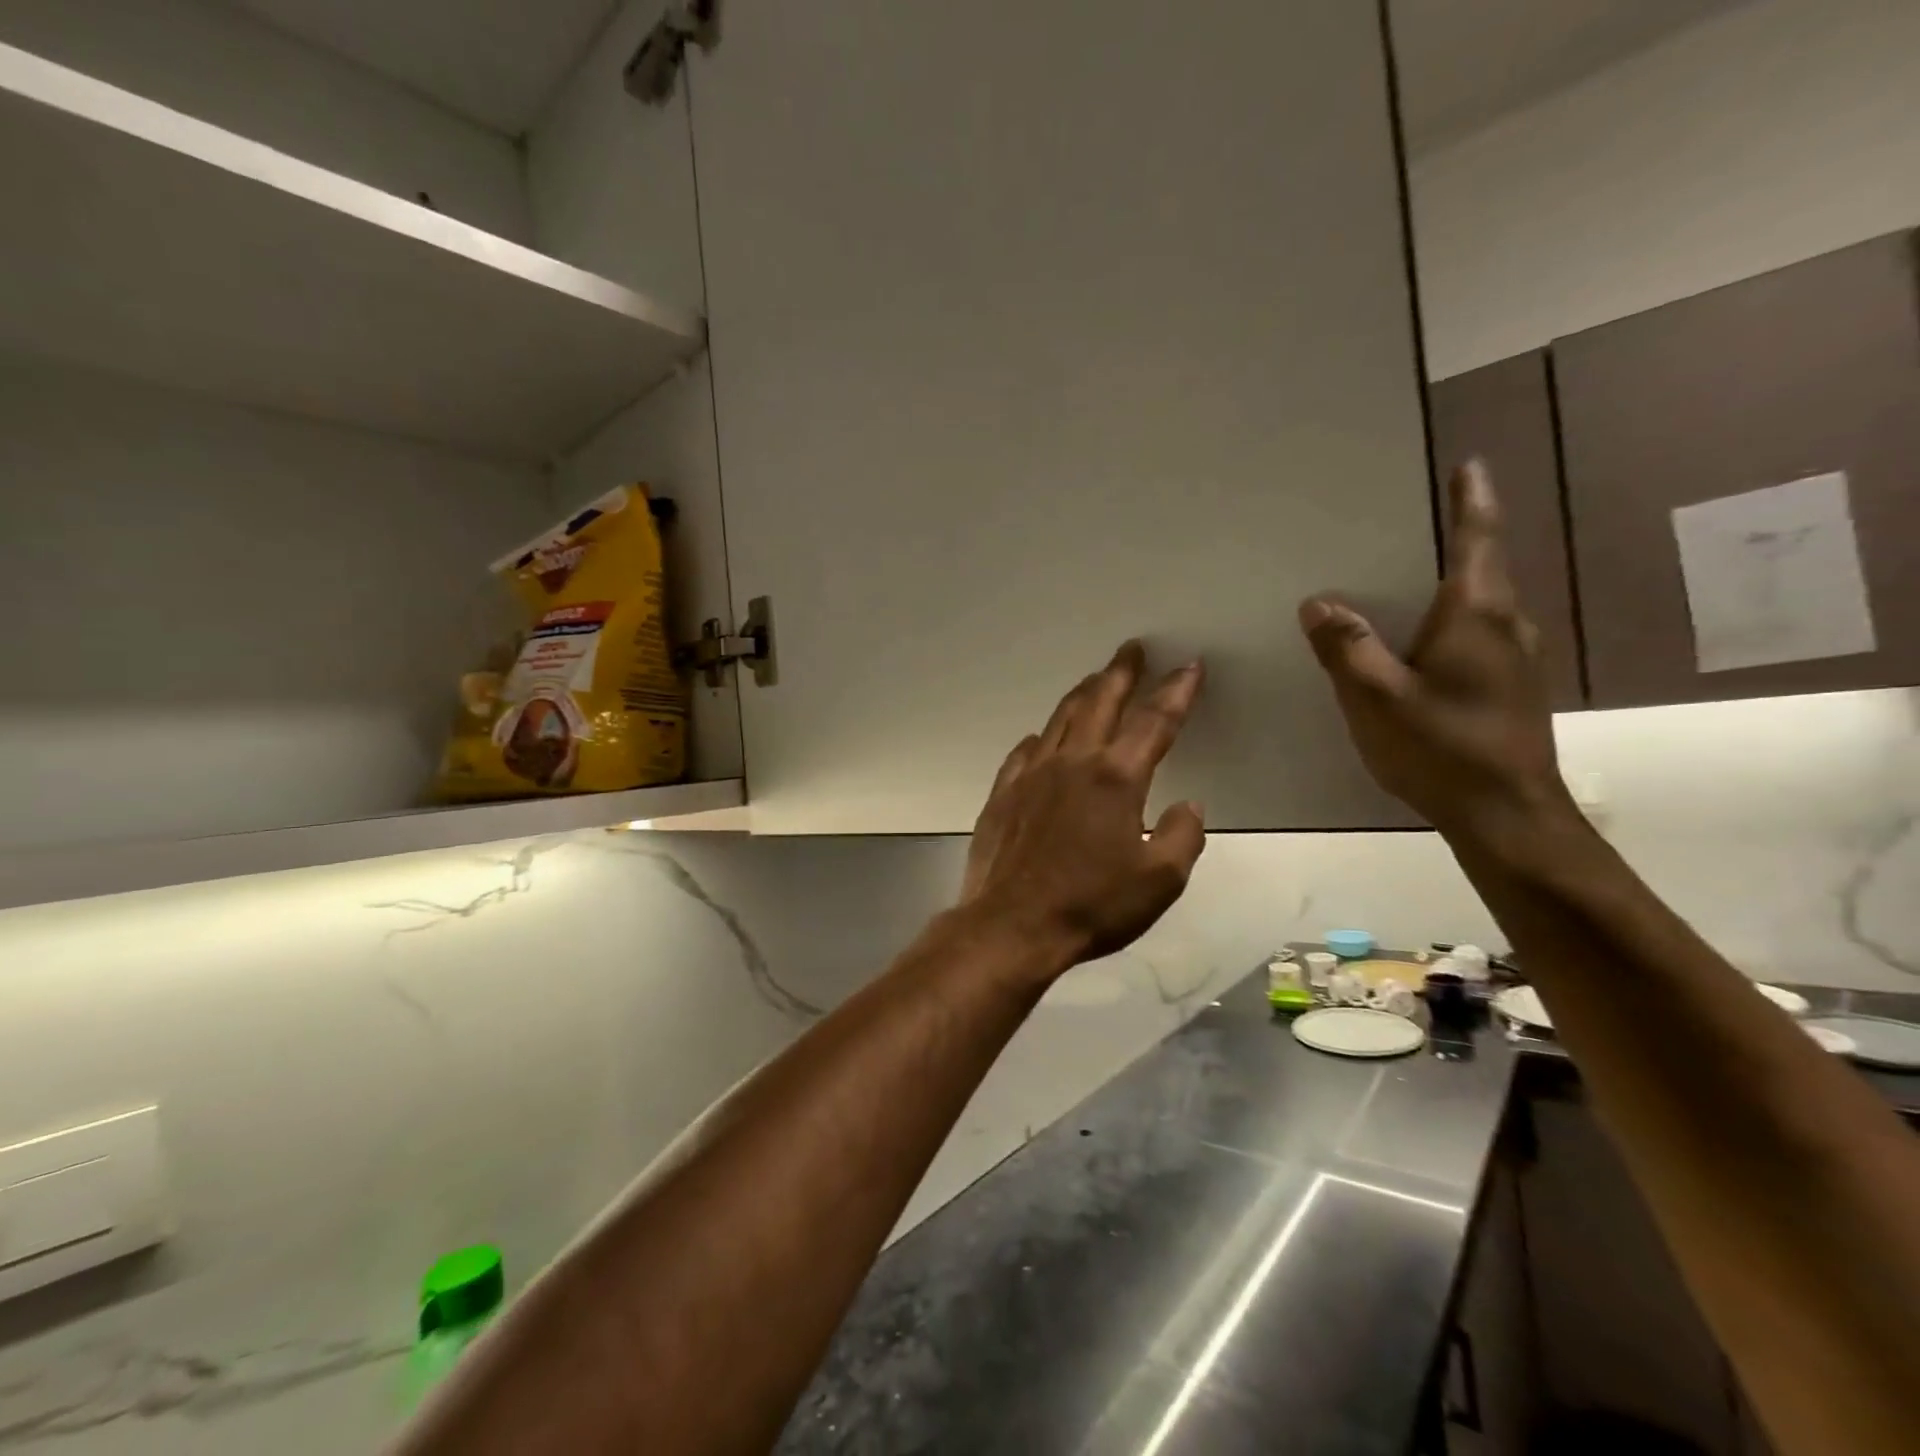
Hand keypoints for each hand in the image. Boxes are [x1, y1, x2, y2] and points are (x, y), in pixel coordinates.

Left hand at [960, 642, 1206, 973]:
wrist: (1012, 924)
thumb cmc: (1091, 905)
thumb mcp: (1160, 881)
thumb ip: (1183, 836)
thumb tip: (1188, 805)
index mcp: (1116, 778)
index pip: (1155, 721)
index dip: (1176, 691)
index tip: (1189, 666)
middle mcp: (1072, 762)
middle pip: (1100, 702)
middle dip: (1121, 672)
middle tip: (1131, 648)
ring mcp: (1031, 774)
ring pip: (1060, 719)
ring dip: (1082, 694)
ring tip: (1094, 679)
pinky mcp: (1003, 793)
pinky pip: (1025, 751)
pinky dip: (1041, 737)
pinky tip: (1042, 737)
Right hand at [1299, 461, 1572, 838]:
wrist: (1506, 815)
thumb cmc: (1442, 748)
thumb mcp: (1376, 697)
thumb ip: (1346, 647)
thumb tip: (1319, 602)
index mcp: (1476, 615)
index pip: (1477, 540)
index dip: (1471, 500)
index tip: (1469, 465)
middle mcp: (1505, 625)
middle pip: (1481, 567)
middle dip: (1454, 538)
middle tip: (1414, 519)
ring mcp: (1515, 659)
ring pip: (1480, 604)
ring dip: (1451, 583)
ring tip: (1408, 578)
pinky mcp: (1511, 687)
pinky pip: (1478, 635)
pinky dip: (1450, 621)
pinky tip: (1420, 641)